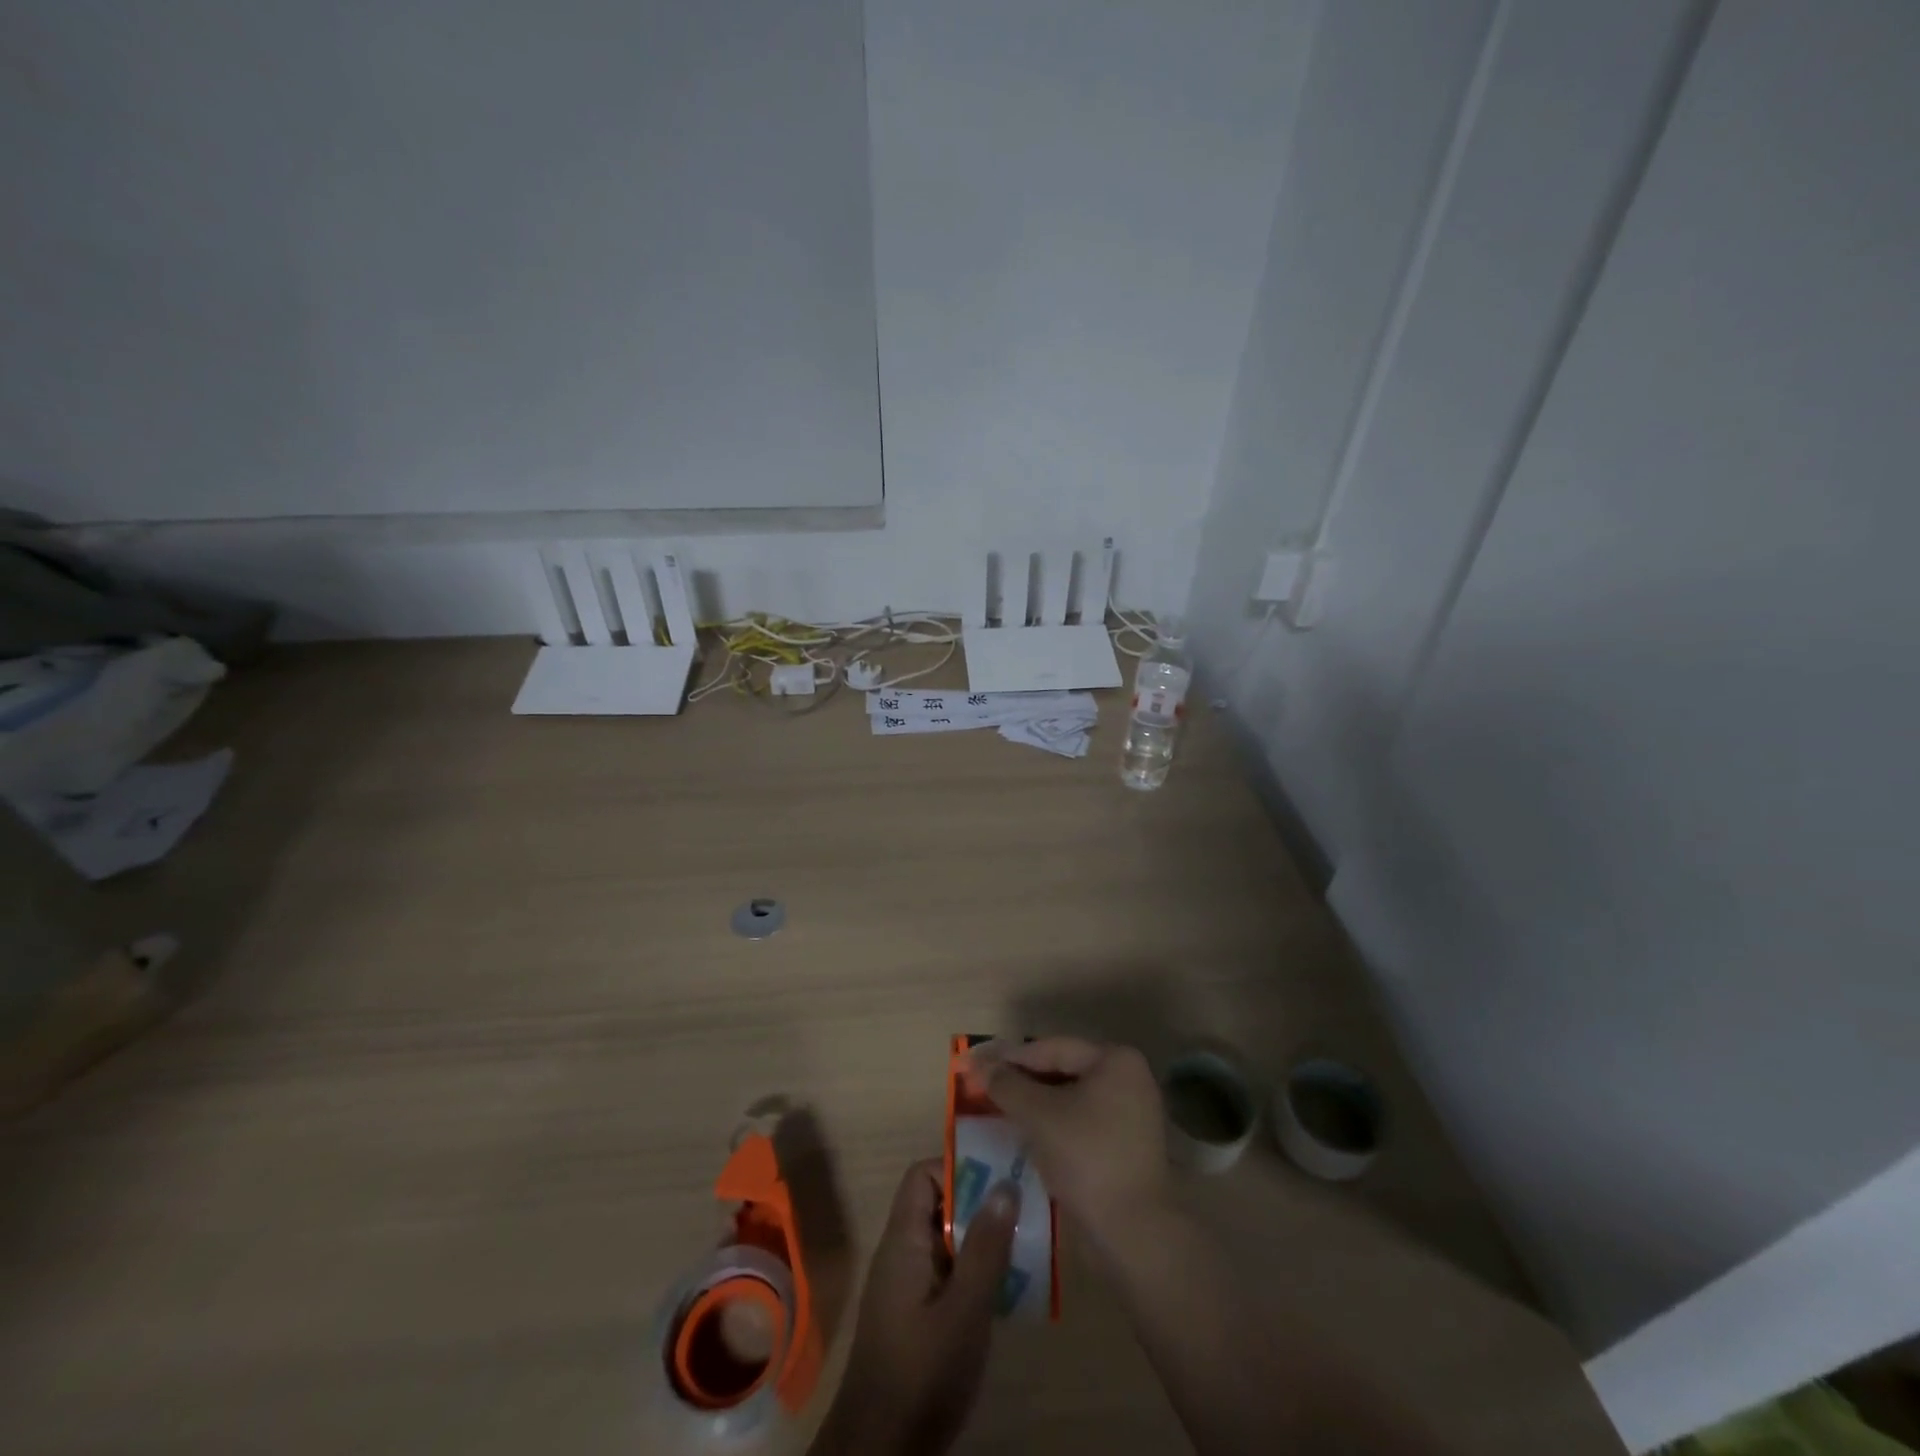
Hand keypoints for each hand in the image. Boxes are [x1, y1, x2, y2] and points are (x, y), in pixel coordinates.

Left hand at [810, 1159, 1018, 1455]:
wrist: (880, 1452)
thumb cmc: (922, 1373)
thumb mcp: (964, 1309)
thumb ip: (985, 1248)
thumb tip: (1005, 1184)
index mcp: (903, 1241)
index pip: (922, 1176)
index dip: (957, 1169)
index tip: (998, 1180)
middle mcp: (901, 1254)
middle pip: (938, 1206)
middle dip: (980, 1205)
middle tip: (1023, 1212)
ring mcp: (907, 1287)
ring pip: (947, 1243)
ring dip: (982, 1241)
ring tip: (1025, 1247)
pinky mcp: (916, 1317)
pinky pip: (947, 1274)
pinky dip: (975, 1274)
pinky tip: (1007, 1292)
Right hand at [967, 1038, 1167, 1253]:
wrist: (1136, 1232)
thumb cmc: (1087, 1158)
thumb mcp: (1039, 1116)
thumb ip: (1007, 1085)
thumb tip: (979, 1064)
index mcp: (1114, 1059)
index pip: (1052, 1049)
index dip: (1009, 1057)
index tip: (976, 1065)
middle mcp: (1128, 1077)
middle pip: (1063, 1069)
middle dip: (1023, 1079)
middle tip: (985, 1086)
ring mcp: (1131, 1111)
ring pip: (1071, 1097)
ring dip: (1036, 1102)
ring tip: (1000, 1108)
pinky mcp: (1127, 1142)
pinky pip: (1083, 1119)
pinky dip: (1055, 1122)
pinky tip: (1029, 1133)